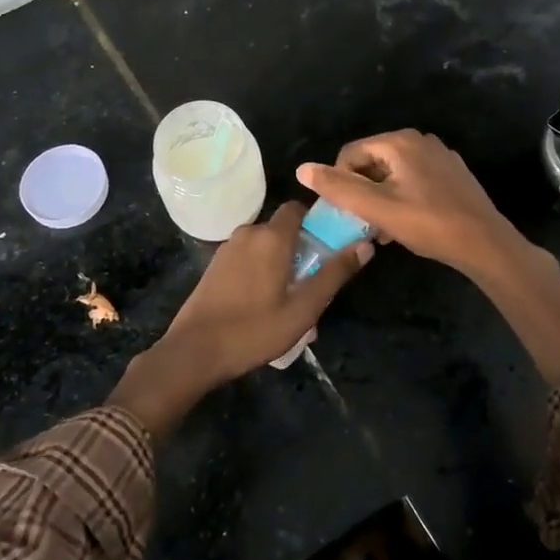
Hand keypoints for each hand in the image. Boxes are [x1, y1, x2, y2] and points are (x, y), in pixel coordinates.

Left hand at [107, 202, 371, 438]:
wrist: (194, 351)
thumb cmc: (253, 331)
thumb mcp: (303, 309)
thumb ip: (334, 274)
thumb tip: (365, 245)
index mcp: (271, 237)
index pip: (298, 208)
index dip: (317, 221)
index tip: (332, 244)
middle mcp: (248, 232)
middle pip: (283, 228)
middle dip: (301, 248)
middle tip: (314, 283)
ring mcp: (227, 248)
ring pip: (264, 245)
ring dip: (281, 262)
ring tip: (292, 298)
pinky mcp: (215, 265)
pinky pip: (248, 257)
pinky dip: (261, 269)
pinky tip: (265, 302)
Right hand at [297, 129, 524, 277]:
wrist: (485, 244)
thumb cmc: (429, 224)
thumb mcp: (377, 208)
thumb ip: (338, 188)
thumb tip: (302, 169)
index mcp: (400, 142)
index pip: (350, 154)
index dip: (341, 182)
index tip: (346, 213)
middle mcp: (420, 140)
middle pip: (372, 162)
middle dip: (362, 191)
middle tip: (365, 223)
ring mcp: (439, 156)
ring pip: (392, 173)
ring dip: (380, 198)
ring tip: (383, 229)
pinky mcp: (452, 174)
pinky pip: (414, 179)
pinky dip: (402, 197)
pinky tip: (406, 224)